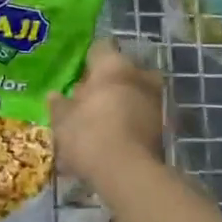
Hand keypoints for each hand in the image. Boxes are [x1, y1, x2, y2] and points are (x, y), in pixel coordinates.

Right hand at [47, 40, 164, 186]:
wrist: (127, 174)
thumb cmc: (89, 135)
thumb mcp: (62, 120)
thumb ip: (59, 105)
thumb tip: (55, 96)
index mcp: (113, 66)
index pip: (100, 48)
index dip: (87, 60)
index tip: (76, 74)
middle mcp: (140, 76)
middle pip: (122, 71)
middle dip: (108, 82)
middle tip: (88, 98)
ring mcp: (156, 101)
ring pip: (135, 93)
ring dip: (121, 102)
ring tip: (100, 120)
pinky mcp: (165, 127)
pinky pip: (143, 115)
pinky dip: (131, 121)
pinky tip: (114, 136)